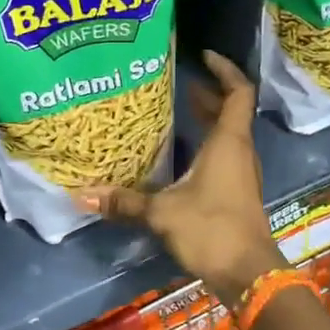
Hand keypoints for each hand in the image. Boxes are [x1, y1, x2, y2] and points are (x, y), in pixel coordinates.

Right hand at [74, 51, 284, 306]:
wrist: (248, 273)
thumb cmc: (211, 228)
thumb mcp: (162, 212)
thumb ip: (125, 202)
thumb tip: (82, 195)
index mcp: (229, 142)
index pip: (237, 92)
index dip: (224, 70)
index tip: (204, 56)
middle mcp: (239, 151)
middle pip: (232, 111)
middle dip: (209, 95)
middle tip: (181, 84)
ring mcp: (241, 173)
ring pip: (228, 134)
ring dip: (208, 120)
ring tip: (179, 111)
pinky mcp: (237, 192)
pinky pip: (224, 155)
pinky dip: (207, 144)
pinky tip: (182, 155)